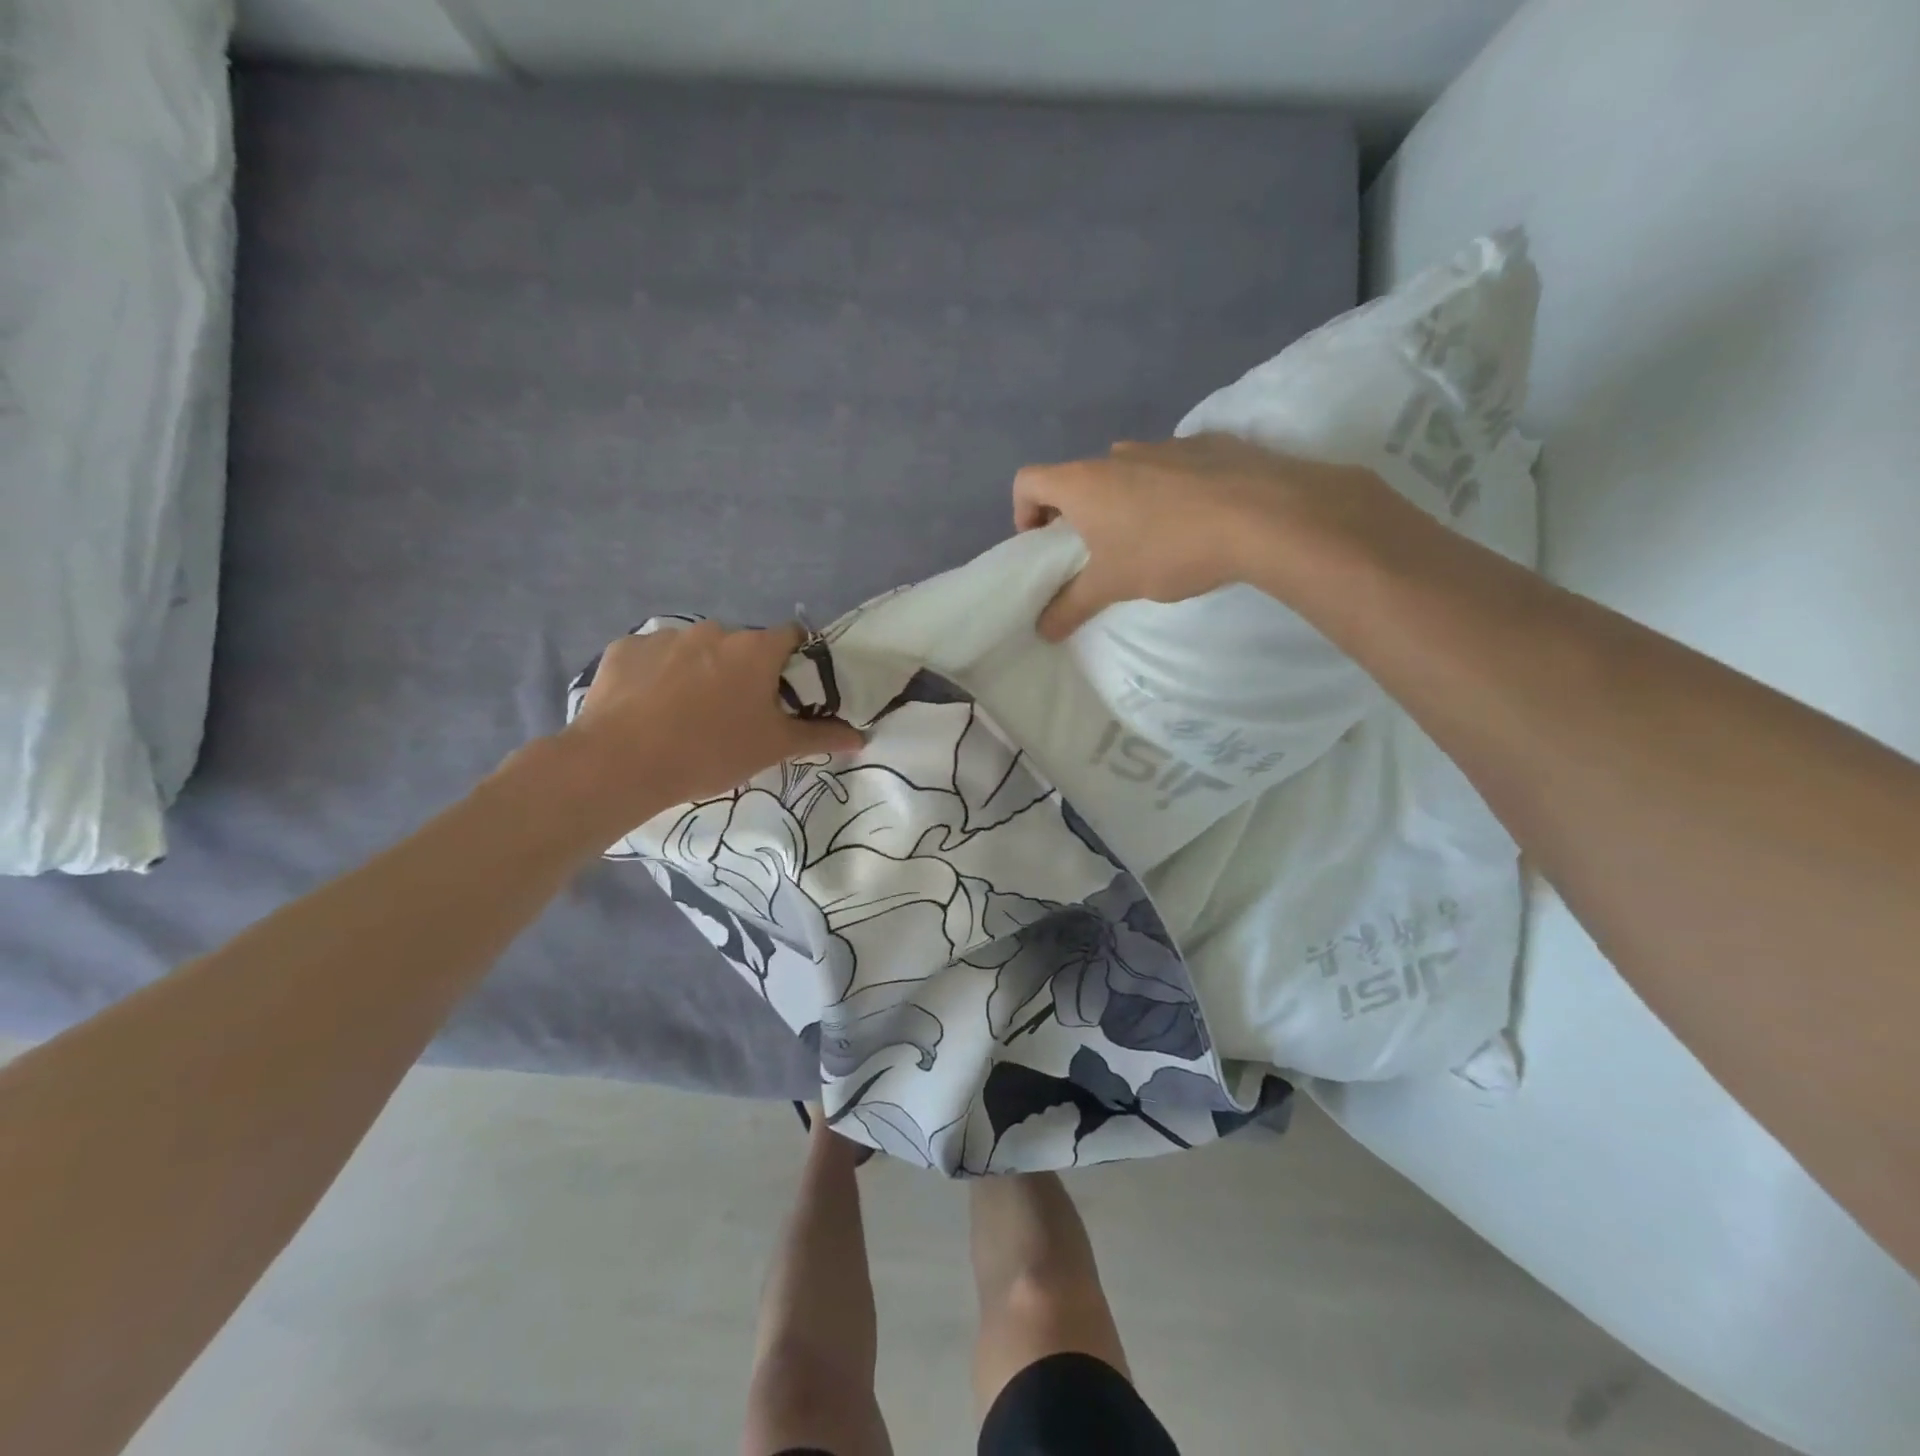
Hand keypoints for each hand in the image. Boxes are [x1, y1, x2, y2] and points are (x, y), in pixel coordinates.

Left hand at [564, 622, 862, 818]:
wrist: (621, 763)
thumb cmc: (711, 752)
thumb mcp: (773, 747)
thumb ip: (820, 736)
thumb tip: (862, 736)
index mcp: (755, 649)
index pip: (792, 637)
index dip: (796, 661)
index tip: (789, 691)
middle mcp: (714, 630)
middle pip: (742, 646)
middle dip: (745, 672)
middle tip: (737, 713)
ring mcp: (665, 636)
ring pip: (697, 650)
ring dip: (701, 672)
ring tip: (687, 715)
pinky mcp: (625, 649)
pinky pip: (653, 658)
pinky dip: (659, 676)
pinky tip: (650, 709)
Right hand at [1012, 434, 1373, 639]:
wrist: (1264, 516)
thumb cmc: (1169, 549)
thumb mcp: (1114, 585)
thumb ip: (1071, 606)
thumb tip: (1042, 630)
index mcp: (1084, 481)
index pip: (1028, 481)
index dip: (1023, 513)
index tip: (1044, 546)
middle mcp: (1117, 454)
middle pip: (1079, 478)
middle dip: (1078, 515)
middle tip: (1096, 554)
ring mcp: (1165, 443)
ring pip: (1127, 473)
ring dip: (1124, 502)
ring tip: (1151, 541)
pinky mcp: (1208, 445)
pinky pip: (1171, 468)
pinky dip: (1168, 491)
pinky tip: (1195, 522)